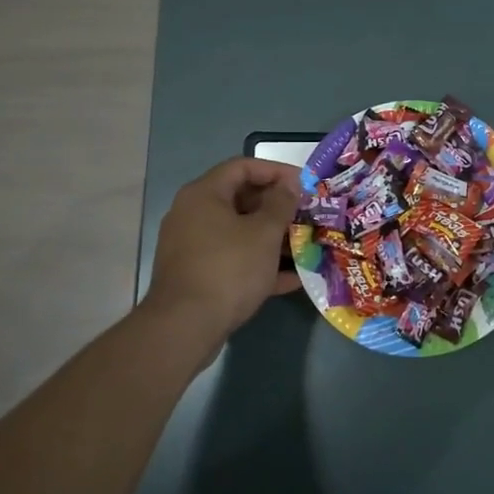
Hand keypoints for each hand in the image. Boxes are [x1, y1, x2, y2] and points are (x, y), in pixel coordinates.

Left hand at [144, 158, 302, 345]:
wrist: (185, 327)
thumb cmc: (228, 268)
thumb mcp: (263, 232)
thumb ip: (281, 204)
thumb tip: (290, 185)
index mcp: (204, 194)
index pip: (243, 167)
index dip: (276, 171)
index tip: (304, 184)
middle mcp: (193, 214)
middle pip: (241, 200)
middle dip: (277, 208)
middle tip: (307, 215)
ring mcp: (193, 247)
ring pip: (239, 233)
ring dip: (272, 238)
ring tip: (305, 246)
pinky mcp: (198, 276)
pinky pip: (233, 260)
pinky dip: (259, 265)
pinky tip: (292, 279)